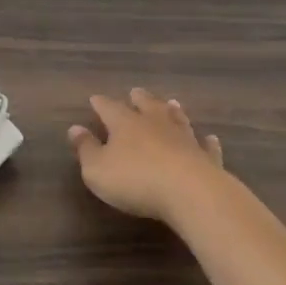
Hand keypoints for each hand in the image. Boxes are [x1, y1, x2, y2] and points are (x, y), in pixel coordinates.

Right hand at [68, 89, 224, 226]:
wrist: (189, 192)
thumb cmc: (135, 180)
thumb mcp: (97, 169)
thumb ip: (86, 149)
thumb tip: (74, 128)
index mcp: (125, 123)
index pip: (109, 108)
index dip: (101, 103)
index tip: (95, 98)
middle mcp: (155, 123)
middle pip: (146, 105)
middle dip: (139, 99)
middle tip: (136, 91)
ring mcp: (184, 138)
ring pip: (177, 119)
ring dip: (173, 111)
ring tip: (172, 103)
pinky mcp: (206, 157)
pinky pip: (206, 146)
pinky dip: (207, 141)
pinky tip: (210, 138)